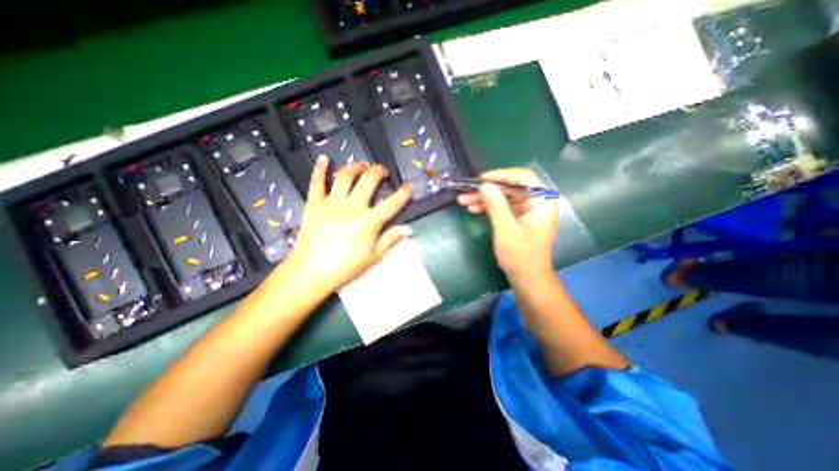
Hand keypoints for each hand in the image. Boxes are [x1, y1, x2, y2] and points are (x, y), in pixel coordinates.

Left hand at [282, 158, 411, 294]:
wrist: (312, 271)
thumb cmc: (346, 266)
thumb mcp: (374, 256)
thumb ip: (391, 239)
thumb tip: (408, 229)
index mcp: (369, 221)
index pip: (392, 203)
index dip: (404, 193)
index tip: (409, 186)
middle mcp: (353, 206)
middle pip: (369, 180)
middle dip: (379, 171)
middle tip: (382, 172)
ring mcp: (332, 203)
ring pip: (345, 176)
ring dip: (356, 166)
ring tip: (362, 166)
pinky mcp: (314, 203)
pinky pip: (317, 182)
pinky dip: (320, 169)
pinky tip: (324, 158)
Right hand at [456, 167, 557, 283]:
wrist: (528, 279)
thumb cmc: (520, 256)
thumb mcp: (506, 230)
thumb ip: (496, 206)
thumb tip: (484, 185)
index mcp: (542, 202)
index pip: (524, 178)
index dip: (502, 175)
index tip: (482, 180)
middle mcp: (537, 203)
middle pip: (511, 188)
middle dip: (487, 190)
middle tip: (466, 192)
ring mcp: (528, 211)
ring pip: (504, 198)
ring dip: (484, 199)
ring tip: (463, 201)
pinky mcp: (520, 219)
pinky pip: (504, 207)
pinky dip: (489, 208)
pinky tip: (473, 209)